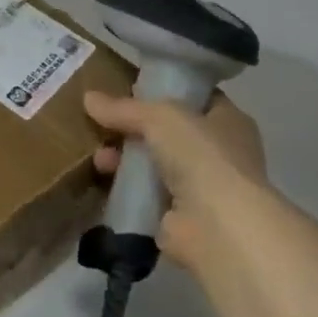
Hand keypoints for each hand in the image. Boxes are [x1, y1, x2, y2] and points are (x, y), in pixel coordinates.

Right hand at [84, 89, 269, 273]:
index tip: (130, 90)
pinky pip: (145, 195)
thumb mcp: (159, 117)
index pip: (195, 99)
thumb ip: (124, 108)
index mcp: (229, 122)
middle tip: (103, 125)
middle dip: (134, 129)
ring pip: (154, 165)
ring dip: (125, 160)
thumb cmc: (201, 157)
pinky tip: (102, 181)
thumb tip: (88, 98)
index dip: (165, 92)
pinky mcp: (180, 217)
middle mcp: (219, 154)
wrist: (217, 227)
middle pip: (168, 134)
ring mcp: (201, 188)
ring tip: (99, 159)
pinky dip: (126, 189)